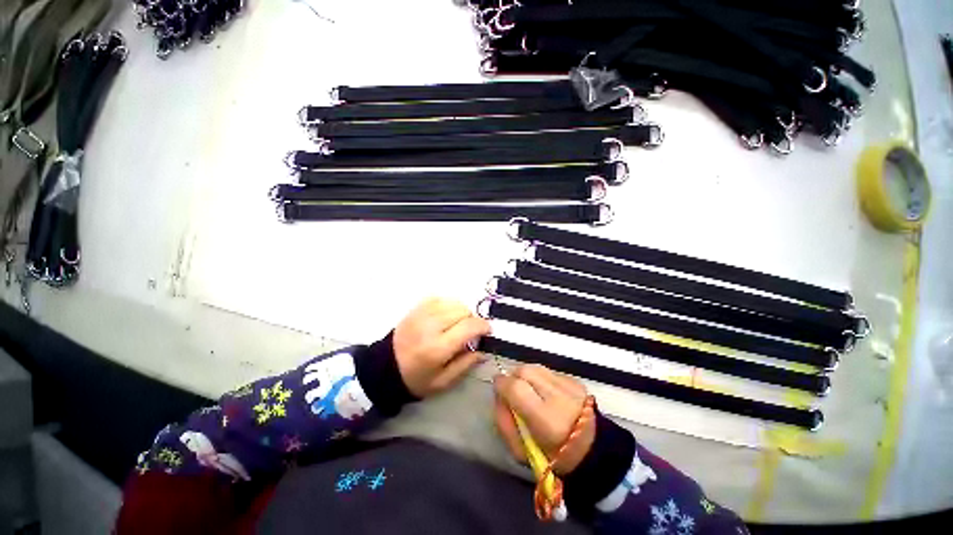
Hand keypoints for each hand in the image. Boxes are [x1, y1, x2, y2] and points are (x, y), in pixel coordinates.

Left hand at [393, 298, 491, 398]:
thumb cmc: (416, 378)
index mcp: (437, 348)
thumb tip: (483, 349)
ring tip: (457, 325)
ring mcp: (422, 313)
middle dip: (472, 320)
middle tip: (469, 332)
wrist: (385, 367)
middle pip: (463, 311)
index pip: (468, 326)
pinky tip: (446, 317)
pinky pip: (442, 298)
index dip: (483, 326)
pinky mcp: (417, 307)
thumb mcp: (443, 381)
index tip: (487, 331)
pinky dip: (449, 306)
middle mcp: (431, 326)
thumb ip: (466, 364)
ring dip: (462, 312)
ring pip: (454, 302)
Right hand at [494, 365, 594, 475]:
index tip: (498, 389)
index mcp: (546, 420)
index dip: (502, 384)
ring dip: (526, 375)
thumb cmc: (554, 458)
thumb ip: (504, 421)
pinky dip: (541, 378)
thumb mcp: (521, 452)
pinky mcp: (576, 380)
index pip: (515, 387)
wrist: (594, 453)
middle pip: (524, 371)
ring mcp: (569, 385)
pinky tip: (545, 392)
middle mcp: (559, 396)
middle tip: (512, 390)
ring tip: (527, 390)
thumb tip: (498, 396)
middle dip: (513, 377)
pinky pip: (549, 371)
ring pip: (536, 367)